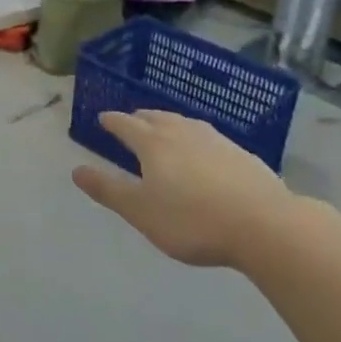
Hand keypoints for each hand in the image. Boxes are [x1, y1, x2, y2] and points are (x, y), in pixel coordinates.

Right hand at [73, 110, 292, 268]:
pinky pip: (207, 136)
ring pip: (183, 123)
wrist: (264, 224)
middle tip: (131, 121)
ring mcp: (215, 139)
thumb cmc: (192, 220)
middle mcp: (182, 132)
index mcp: (153, 143)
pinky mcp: (240, 153)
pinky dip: (194, 137)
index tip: (102, 118)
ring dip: (168, 122)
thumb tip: (76, 170)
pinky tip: (202, 150)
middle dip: (139, 118)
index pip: (126, 124)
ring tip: (164, 128)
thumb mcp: (141, 211)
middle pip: (155, 117)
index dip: (112, 122)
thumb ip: (108, 190)